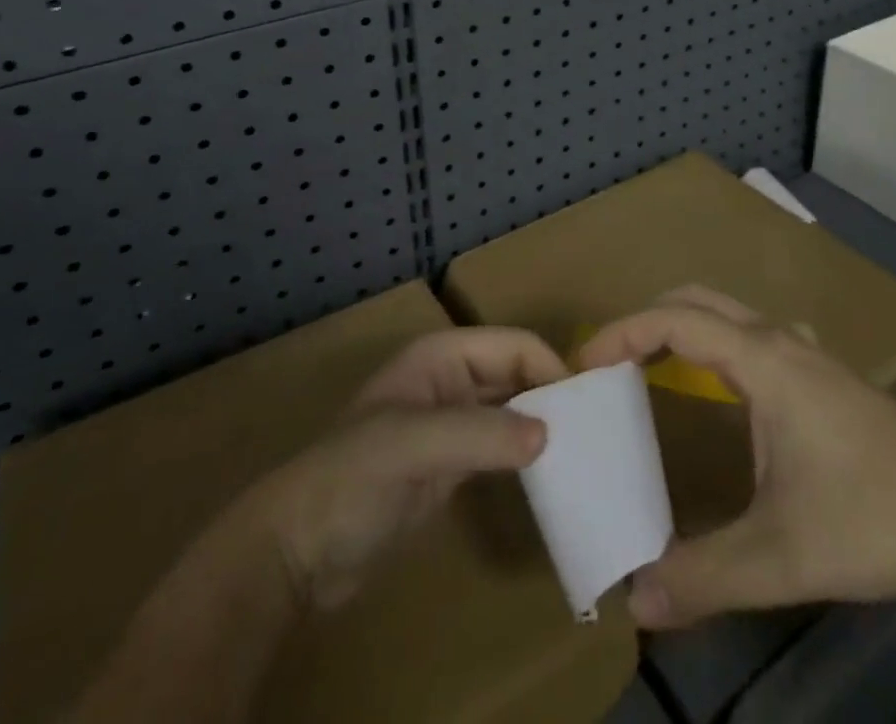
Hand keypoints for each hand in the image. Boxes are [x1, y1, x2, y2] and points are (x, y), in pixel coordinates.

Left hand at [239, 328, 568, 609]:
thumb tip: (550, 433)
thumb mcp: (413, 446)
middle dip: (553, 395)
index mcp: (443, 356)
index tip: (588, 408)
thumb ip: (480, 434)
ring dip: (544, 425)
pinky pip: (501, 446)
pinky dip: (527, 455)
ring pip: (513, 410)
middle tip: (596, 433)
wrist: (299, 550)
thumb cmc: (352, 478)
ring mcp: (452, 423)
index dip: (550, 368)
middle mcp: (452, 380)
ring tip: (585, 453)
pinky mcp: (452, 465)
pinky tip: (554, 474)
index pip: (513, 345)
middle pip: (517, 374)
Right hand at [578, 287, 895, 629]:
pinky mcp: (826, 377)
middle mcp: (779, 341)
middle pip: (697, 300)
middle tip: (610, 364)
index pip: (674, 321)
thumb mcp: (783, 556)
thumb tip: (634, 596)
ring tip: (651, 369)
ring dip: (682, 326)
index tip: (584, 366)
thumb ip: (704, 576)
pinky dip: (718, 341)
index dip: (622, 333)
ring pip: (729, 313)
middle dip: (645, 320)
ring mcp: (807, 355)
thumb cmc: (875, 515)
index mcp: (761, 361)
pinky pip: (755, 335)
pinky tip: (727, 387)